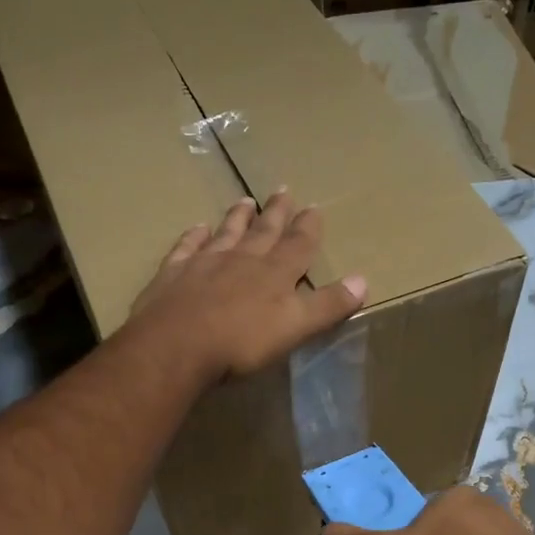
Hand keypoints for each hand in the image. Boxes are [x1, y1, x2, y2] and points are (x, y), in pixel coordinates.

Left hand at [127, 192, 366, 381]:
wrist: (176, 346)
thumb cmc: (241, 342)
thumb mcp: (295, 327)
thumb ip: (327, 305)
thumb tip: (362, 280)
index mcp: (275, 273)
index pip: (298, 244)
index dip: (308, 227)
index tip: (314, 207)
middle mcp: (242, 260)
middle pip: (263, 231)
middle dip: (276, 212)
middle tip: (283, 189)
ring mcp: (204, 263)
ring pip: (226, 233)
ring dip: (237, 217)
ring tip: (245, 201)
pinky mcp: (173, 274)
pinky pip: (186, 248)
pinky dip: (194, 236)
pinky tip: (197, 228)